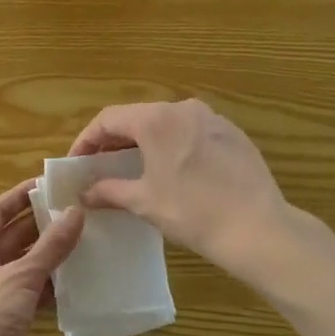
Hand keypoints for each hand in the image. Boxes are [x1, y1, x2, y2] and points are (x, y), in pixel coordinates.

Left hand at [0, 179, 84, 335]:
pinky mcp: (4, 317)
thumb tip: (76, 212)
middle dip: (41, 224)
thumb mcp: (20, 277)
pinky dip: (48, 283)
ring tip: (84, 238)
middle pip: (10, 236)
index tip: (51, 184)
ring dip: (48, 254)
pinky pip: (28, 290)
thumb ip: (50, 246)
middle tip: (76, 209)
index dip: (21, 196)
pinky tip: (76, 277)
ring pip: (22, 264)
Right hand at [70, 100, 289, 283]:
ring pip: (167, 123)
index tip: (77, 163)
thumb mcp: (144, 202)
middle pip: (138, 117)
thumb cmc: (192, 211)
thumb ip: (109, 190)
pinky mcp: (233, 134)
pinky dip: (174, 146)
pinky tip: (175, 172)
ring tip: (135, 169)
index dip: (87, 140)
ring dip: (145, 143)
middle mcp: (184, 108)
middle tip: (101, 167)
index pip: (108, 119)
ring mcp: (213, 118)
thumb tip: (85, 192)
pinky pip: (192, 133)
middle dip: (116, 141)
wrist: (257, 227)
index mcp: (156, 119)